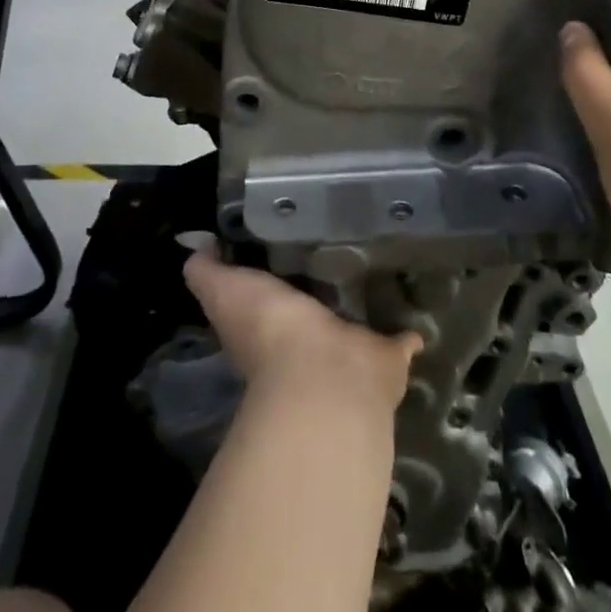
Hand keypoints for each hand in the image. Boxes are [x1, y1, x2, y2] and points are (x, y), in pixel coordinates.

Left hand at [183, 250, 421, 410]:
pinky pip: (399, 339)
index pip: (269, 293)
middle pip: (314, 306)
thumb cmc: (269, 331)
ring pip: (355, 321)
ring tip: (381, 259)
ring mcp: (347, 351)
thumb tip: (193, 244)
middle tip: (342, 238)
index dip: (274, 270)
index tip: (289, 232)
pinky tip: (416, 303)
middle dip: (324, 282)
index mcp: (268, 324)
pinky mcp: (385, 356)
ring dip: (364, 303)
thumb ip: (208, 270)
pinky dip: (408, 330)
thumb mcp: (225, 291)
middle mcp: (306, 340)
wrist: (323, 379)